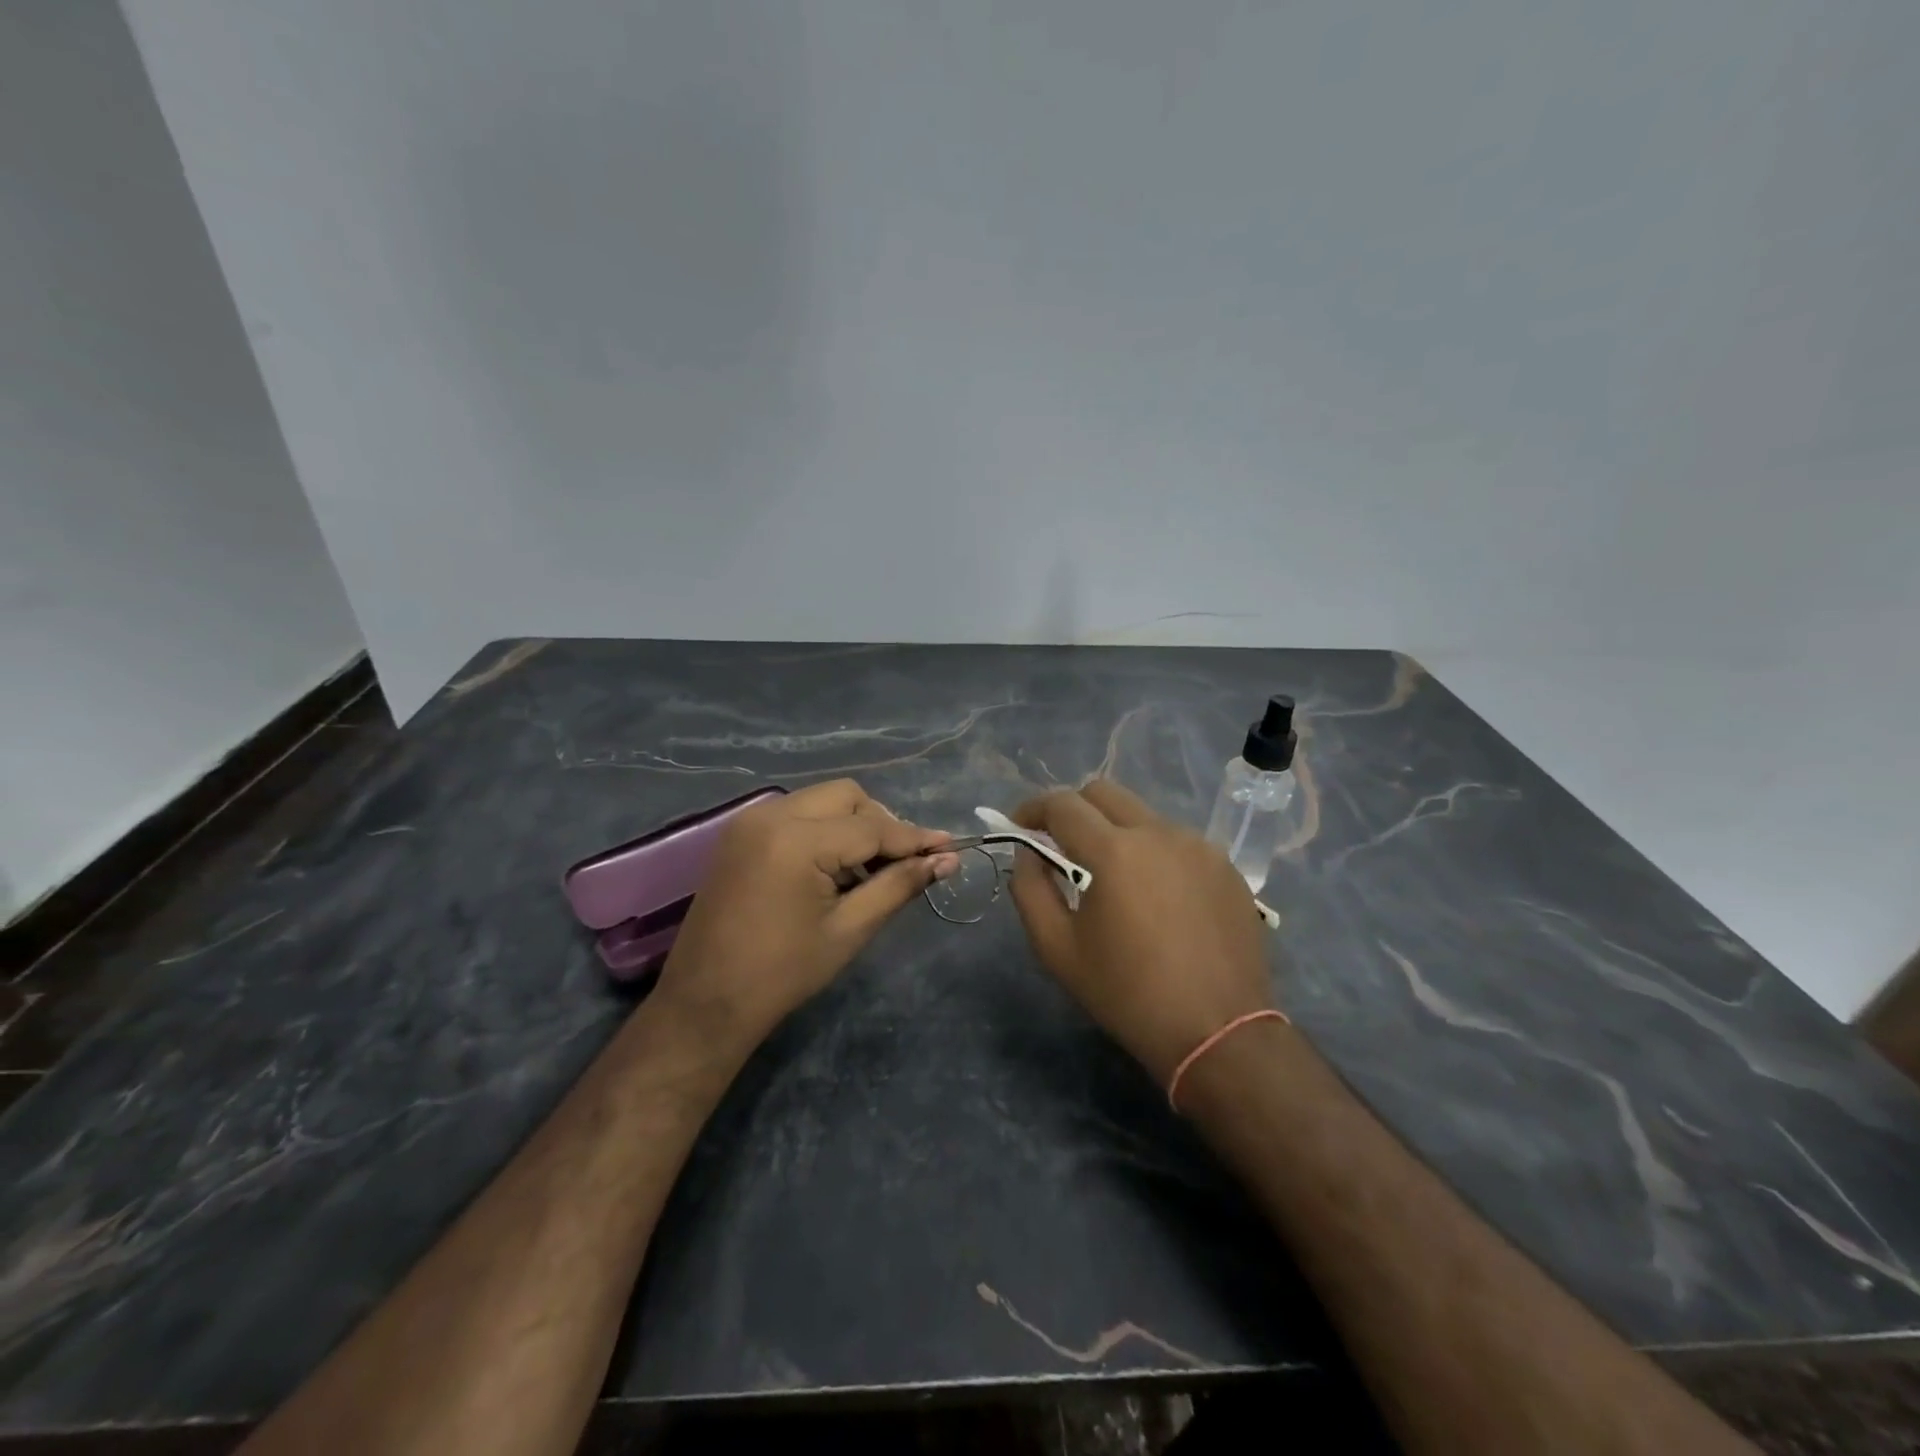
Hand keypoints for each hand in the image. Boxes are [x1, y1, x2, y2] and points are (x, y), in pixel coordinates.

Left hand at [656, 780, 958, 1046]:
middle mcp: (771, 815)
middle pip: (847, 796)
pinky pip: (798, 813)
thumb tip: (947, 861)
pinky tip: (835, 868)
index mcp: (797, 840)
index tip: (951, 848)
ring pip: (823, 800)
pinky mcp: (741, 833)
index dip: (915, 839)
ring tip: (870, 871)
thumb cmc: (782, 974)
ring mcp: (751, 821)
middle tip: (903, 865)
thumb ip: (899, 885)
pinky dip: (825, 830)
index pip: (873, 826)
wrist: (704, 1003)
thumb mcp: (850, 929)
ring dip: (854, 825)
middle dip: (882, 824)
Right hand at [1010, 781, 1274, 1083]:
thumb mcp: (1058, 949)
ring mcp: (1199, 846)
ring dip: (1115, 831)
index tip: (1019, 827)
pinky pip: (1177, 842)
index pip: (1062, 804)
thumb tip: (1028, 853)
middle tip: (1060, 845)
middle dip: (1073, 809)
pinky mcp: (1226, 866)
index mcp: (1114, 851)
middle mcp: (1159, 833)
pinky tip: (1155, 897)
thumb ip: (1030, 889)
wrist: (1219, 1033)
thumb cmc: (1127, 994)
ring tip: (1112, 878)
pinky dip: (1153, 853)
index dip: (1032, 808)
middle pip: (1104, 792)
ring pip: (1143, 816)